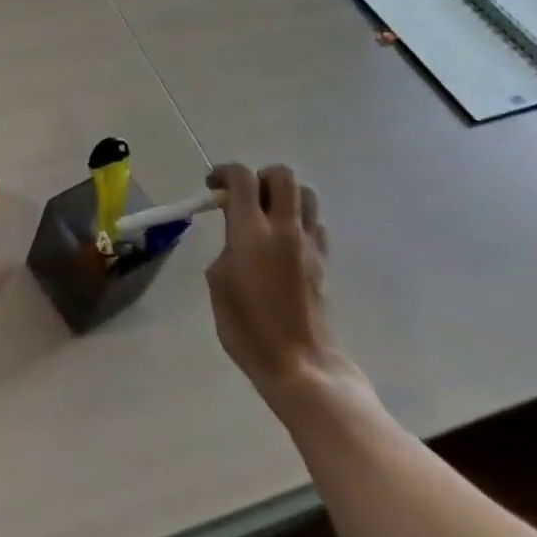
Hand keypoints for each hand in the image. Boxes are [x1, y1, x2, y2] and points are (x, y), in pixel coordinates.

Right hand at [204, 163, 362, 409]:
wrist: (299, 365)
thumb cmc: (247, 327)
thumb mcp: (218, 280)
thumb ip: (227, 245)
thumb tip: (237, 234)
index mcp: (252, 231)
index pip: (242, 178)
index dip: (224, 172)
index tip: (212, 186)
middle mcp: (285, 228)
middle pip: (282, 175)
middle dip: (260, 177)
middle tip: (243, 197)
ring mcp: (310, 244)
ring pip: (306, 194)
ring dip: (284, 195)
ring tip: (266, 215)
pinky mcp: (324, 261)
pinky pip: (315, 223)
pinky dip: (299, 220)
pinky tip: (284, 241)